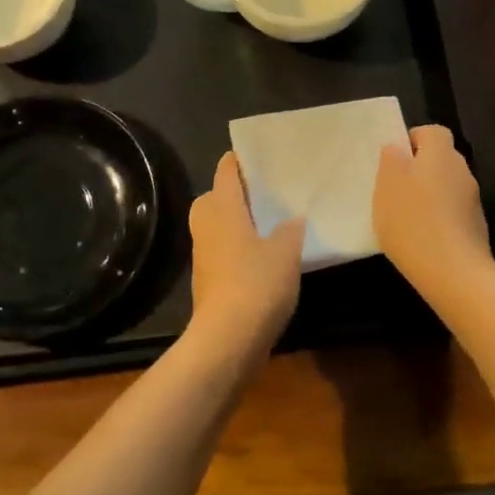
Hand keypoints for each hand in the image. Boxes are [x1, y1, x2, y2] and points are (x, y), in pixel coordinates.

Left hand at [187, 152, 304, 359]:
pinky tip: (264, 257)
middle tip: (267, 192)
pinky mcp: (208, 280)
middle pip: (216, 197)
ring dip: (238, 222)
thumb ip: (290, 230)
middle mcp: (206, 224)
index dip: (240, 160)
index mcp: (222, 207)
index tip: (260, 155)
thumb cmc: (256, 283)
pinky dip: (239, 248)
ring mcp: (203, 254)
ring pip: (218, 225)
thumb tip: (291, 220)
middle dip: (236, 193)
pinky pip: (223, 250)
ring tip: (271, 223)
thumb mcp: (285, 251)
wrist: (227, 339)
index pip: (226, 171)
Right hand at [373, 125, 491, 292]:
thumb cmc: (413, 221)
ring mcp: (473, 201)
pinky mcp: (476, 228)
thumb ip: (391, 160)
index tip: (394, 161)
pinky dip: (439, 219)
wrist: (454, 273)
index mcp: (441, 154)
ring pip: (447, 187)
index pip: (432, 132)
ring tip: (405, 218)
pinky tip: (421, 239)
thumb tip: (398, 148)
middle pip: (440, 159)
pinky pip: (453, 213)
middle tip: (395, 190)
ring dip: (429, 196)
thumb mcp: (387, 185)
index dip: (413, 140)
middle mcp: (462, 171)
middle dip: (419, 170)